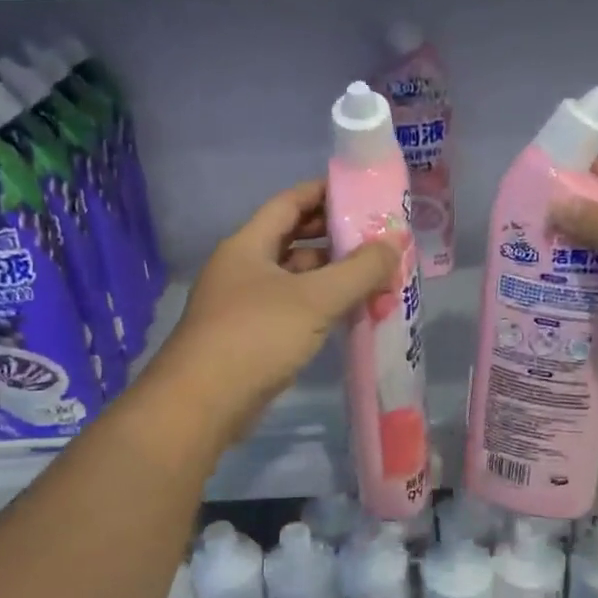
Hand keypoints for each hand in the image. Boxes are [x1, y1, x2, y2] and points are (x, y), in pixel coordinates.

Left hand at [151, 180, 397, 443]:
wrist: (202, 404)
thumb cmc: (256, 336)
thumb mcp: (315, 299)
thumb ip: (359, 270)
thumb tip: (395, 242)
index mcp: (248, 246)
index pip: (289, 202)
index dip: (323, 192)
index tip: (362, 192)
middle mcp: (244, 269)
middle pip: (295, 240)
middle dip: (336, 238)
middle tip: (378, 239)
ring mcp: (246, 305)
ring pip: (297, 279)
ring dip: (334, 277)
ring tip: (377, 278)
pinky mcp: (253, 338)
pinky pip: (295, 310)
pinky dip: (323, 307)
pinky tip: (353, 314)